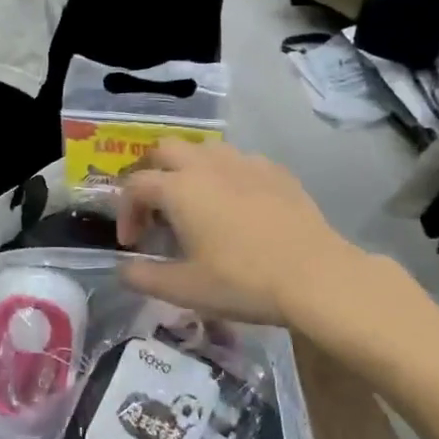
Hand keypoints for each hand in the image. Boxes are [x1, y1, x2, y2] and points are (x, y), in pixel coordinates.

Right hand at [116, 140, 399, 329]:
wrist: (316, 277)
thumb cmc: (242, 282)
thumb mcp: (185, 289)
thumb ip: (144, 278)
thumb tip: (122, 270)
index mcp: (179, 188)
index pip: (135, 186)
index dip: (125, 212)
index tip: (132, 243)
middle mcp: (207, 164)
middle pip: (165, 150)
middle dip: (152, 173)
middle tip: (156, 209)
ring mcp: (244, 163)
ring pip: (203, 149)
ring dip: (188, 170)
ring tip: (194, 204)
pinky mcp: (275, 171)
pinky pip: (238, 161)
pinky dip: (225, 176)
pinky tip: (236, 206)